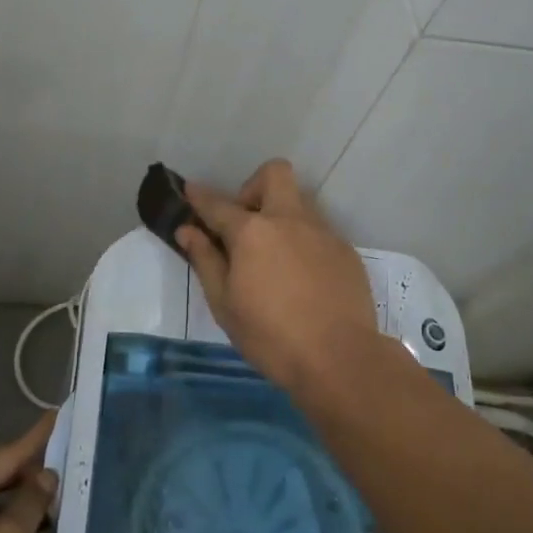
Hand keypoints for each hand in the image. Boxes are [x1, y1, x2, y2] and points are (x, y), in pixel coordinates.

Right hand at [175, 158, 384, 386]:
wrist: (340, 359)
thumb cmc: (270, 336)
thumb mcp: (225, 304)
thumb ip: (206, 260)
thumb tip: (188, 230)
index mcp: (253, 232)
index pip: (218, 204)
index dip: (199, 196)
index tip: (189, 190)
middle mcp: (289, 220)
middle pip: (274, 174)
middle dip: (254, 187)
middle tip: (245, 224)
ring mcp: (322, 232)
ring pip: (299, 203)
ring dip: (281, 217)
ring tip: (273, 258)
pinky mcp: (345, 251)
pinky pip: (318, 232)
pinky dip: (303, 244)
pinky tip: (301, 280)